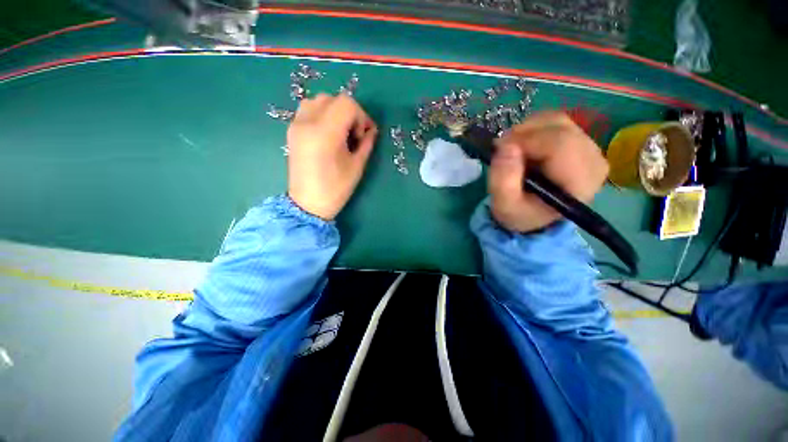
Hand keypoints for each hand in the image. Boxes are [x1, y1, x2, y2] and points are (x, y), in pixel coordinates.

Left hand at [287, 94, 377, 219]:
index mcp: (325, 133)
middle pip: (333, 99)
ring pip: (319, 100)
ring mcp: (296, 125)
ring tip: (340, 132)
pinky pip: (308, 110)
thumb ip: (366, 144)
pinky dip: (322, 114)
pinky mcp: (291, 130)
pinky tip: (327, 133)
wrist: (307, 204)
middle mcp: (307, 123)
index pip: (347, 104)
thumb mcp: (357, 166)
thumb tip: (371, 130)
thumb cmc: (335, 189)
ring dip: (334, 111)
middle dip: (349, 113)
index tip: (363, 135)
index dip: (361, 116)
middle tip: (354, 135)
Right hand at [489, 111, 608, 232]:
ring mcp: (590, 148)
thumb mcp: (505, 205)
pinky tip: (524, 144)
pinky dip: (535, 128)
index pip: (559, 144)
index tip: (501, 149)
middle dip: (525, 133)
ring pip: (558, 121)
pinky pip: (557, 122)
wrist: (535, 216)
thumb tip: (505, 146)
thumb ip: (503, 180)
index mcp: (580, 181)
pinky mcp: (581, 142)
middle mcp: (593, 161)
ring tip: (512, 147)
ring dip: (529, 129)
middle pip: (560, 129)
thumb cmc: (521, 213)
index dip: (526, 140)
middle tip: (502, 147)